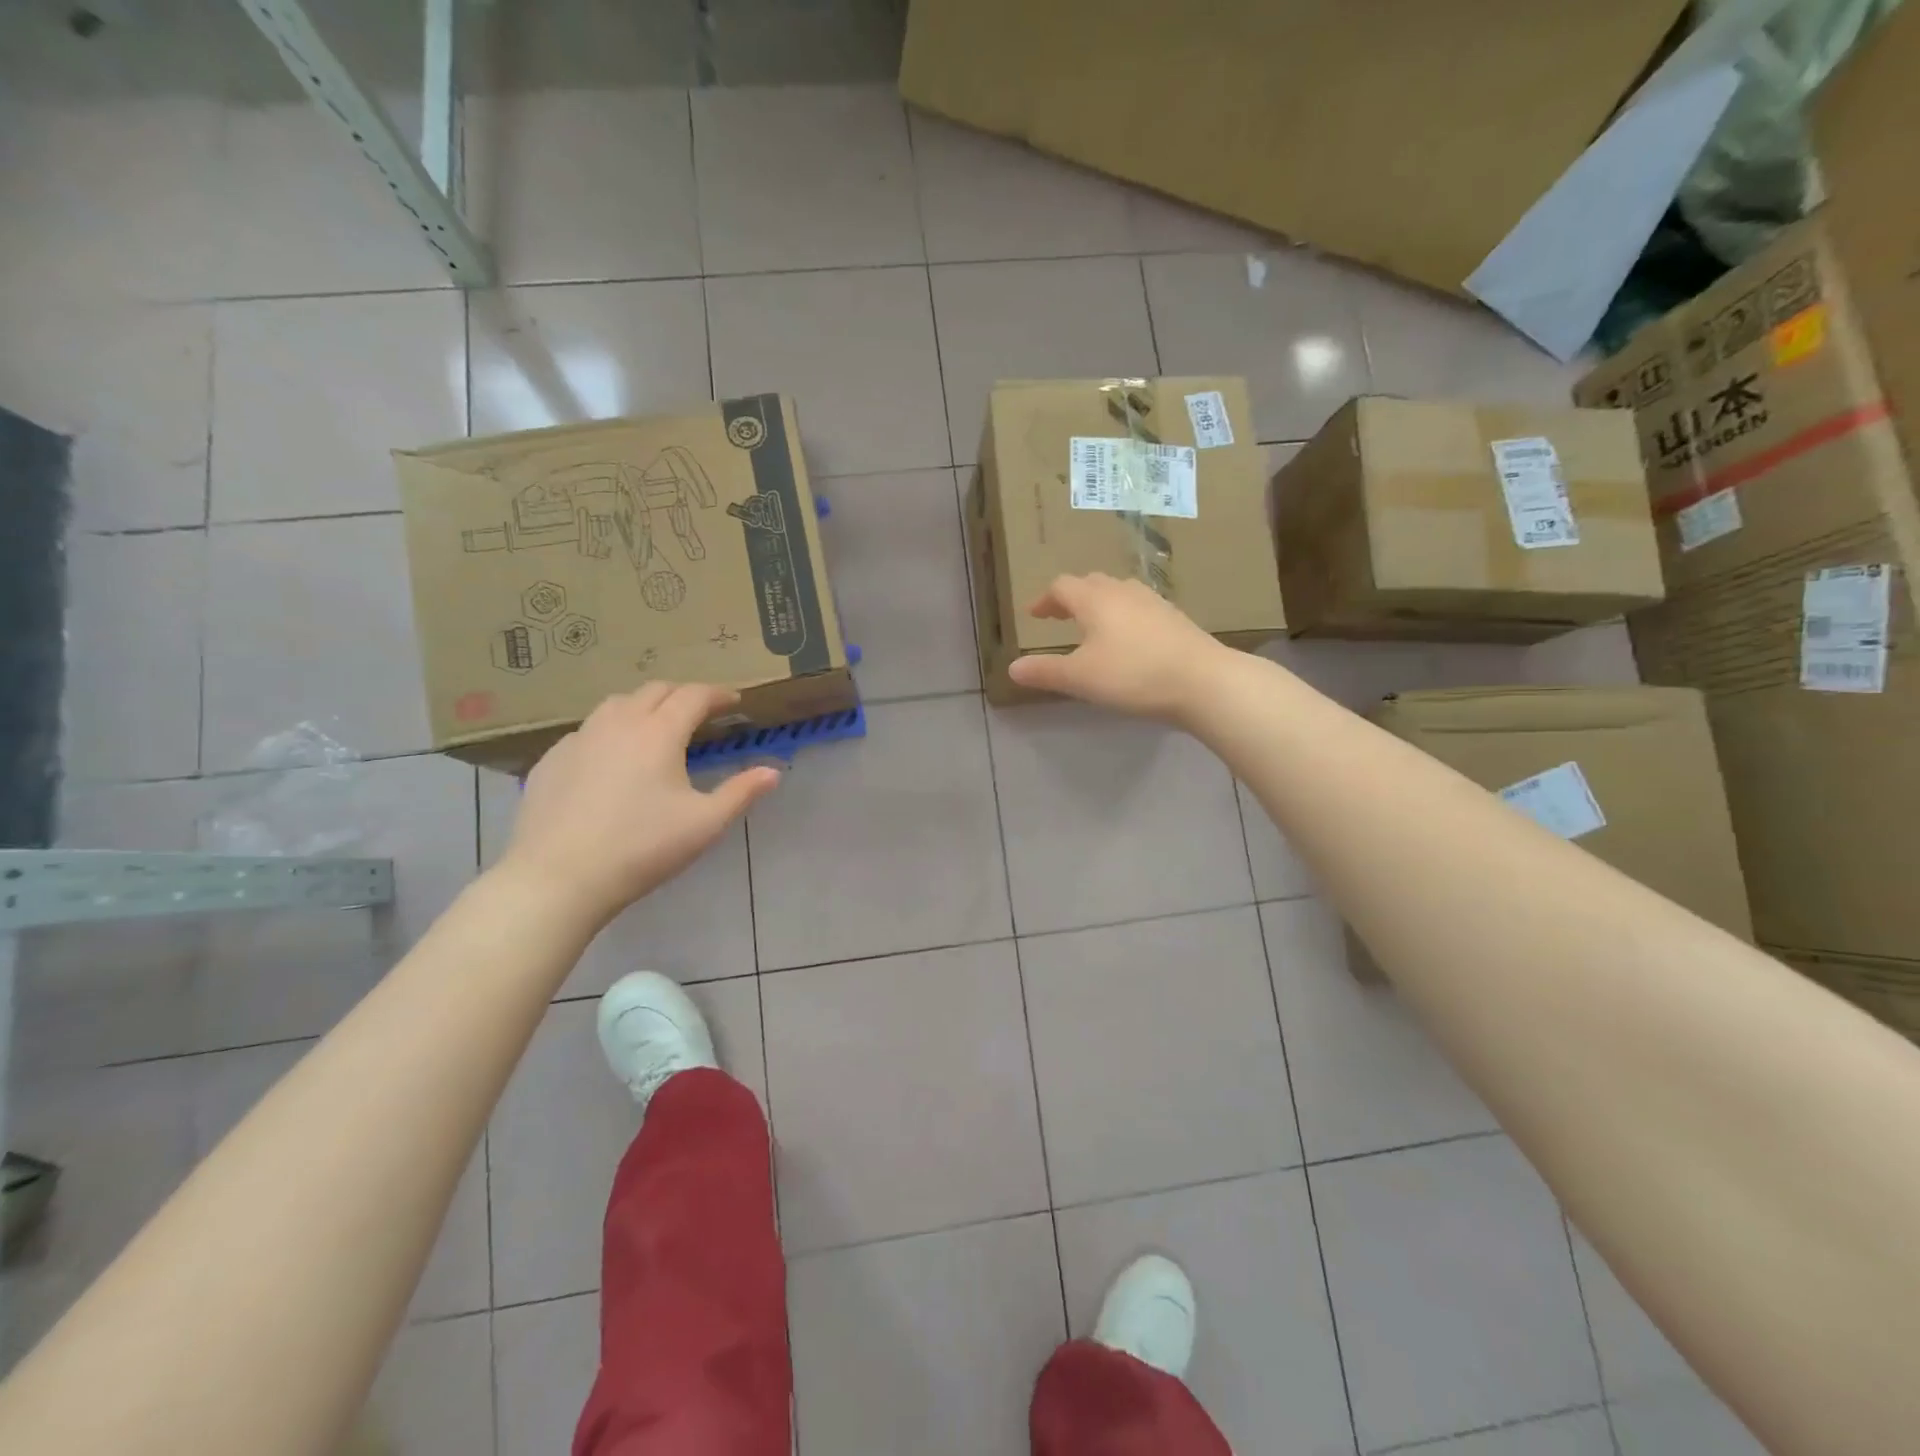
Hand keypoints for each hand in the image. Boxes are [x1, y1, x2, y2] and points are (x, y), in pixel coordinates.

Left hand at [496, 683, 779, 928]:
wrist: (559, 877)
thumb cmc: (642, 848)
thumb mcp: (704, 824)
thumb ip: (741, 793)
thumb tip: (773, 772)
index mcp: (659, 733)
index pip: (693, 696)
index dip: (717, 694)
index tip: (733, 701)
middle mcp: (618, 723)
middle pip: (655, 691)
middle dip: (682, 694)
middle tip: (700, 712)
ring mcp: (579, 739)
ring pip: (616, 704)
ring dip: (644, 706)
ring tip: (655, 727)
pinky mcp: (552, 760)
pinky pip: (587, 730)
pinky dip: (610, 731)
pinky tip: (611, 759)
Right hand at [1006, 573, 1231, 721]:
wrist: (1203, 681)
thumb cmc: (1133, 675)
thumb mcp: (1080, 678)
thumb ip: (1045, 671)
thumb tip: (1012, 668)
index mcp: (1095, 600)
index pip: (1062, 587)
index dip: (1045, 600)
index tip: (1034, 615)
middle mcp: (1123, 592)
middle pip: (1091, 582)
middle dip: (1072, 597)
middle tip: (1061, 616)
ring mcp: (1154, 602)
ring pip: (1119, 592)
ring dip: (1100, 603)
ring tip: (1094, 625)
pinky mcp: (1176, 619)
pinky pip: (1141, 607)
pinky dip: (1125, 616)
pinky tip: (1130, 640)